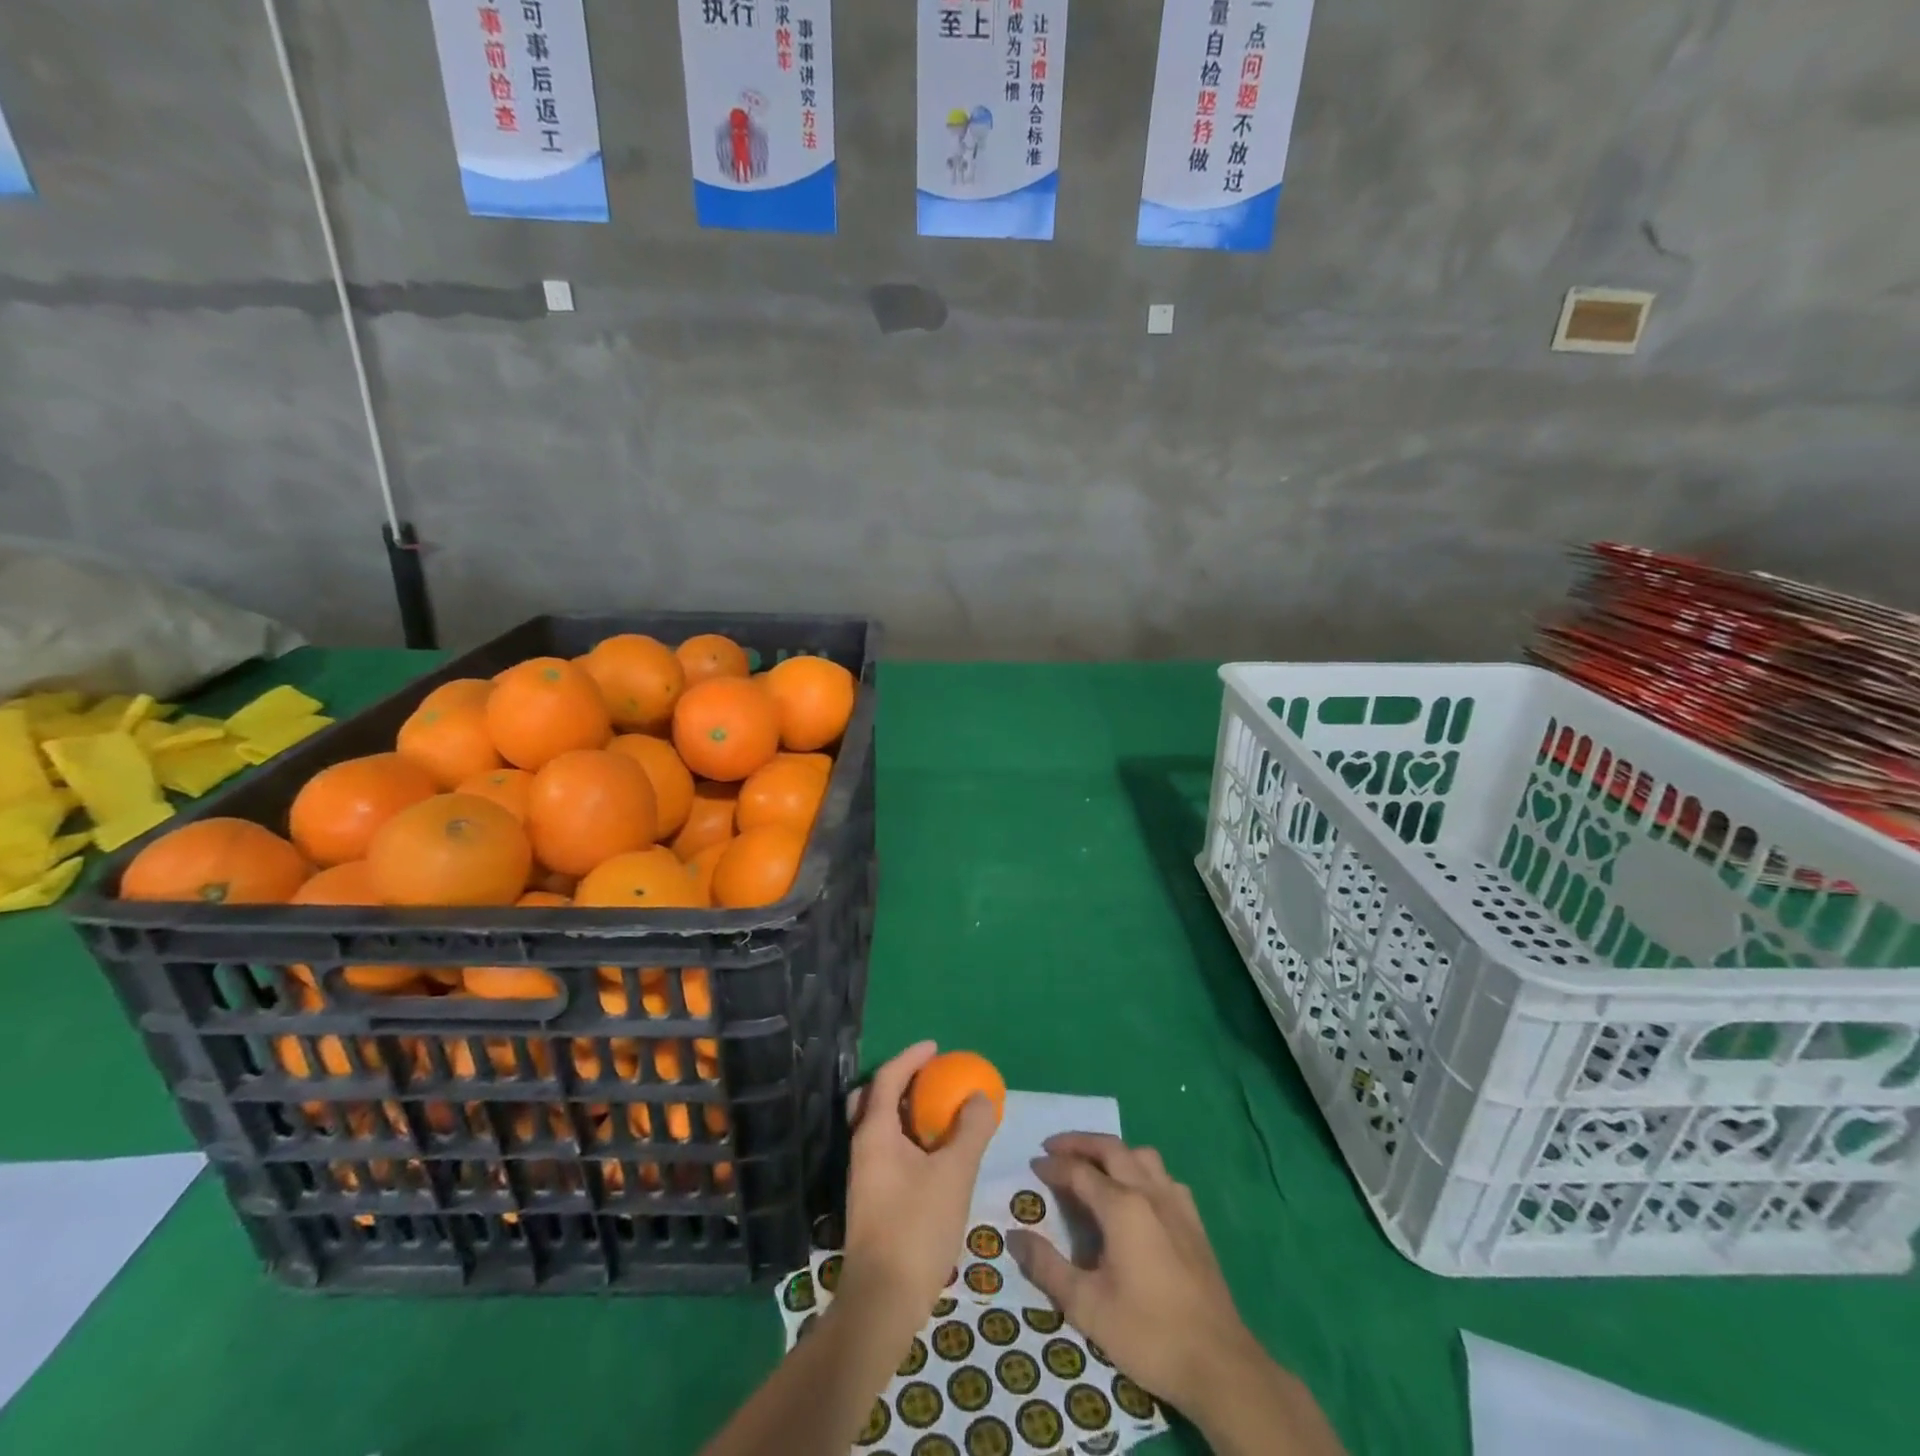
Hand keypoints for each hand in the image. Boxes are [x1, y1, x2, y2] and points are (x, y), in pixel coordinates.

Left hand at [843, 1041, 997, 1328]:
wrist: (882, 1302)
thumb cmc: (917, 1228)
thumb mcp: (954, 1174)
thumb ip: (970, 1130)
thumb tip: (980, 1096)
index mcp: (875, 1132)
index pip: (888, 1078)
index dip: (911, 1057)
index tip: (936, 1048)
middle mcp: (862, 1147)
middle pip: (872, 1098)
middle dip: (899, 1081)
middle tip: (929, 1078)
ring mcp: (863, 1175)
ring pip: (878, 1126)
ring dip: (904, 1111)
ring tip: (938, 1113)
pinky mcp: (871, 1199)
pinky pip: (886, 1149)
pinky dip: (906, 1137)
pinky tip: (932, 1155)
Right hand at [1007, 1133, 1258, 1414]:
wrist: (1219, 1364)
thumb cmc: (1148, 1333)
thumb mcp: (1087, 1306)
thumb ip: (1047, 1267)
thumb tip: (1015, 1236)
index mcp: (1122, 1206)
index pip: (1079, 1171)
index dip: (1053, 1166)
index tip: (1032, 1166)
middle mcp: (1149, 1192)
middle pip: (1111, 1148)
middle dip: (1079, 1143)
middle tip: (1054, 1148)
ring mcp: (1176, 1203)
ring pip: (1141, 1155)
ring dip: (1113, 1151)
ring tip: (1093, 1166)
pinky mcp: (1194, 1221)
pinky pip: (1163, 1177)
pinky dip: (1141, 1171)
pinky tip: (1136, 1195)